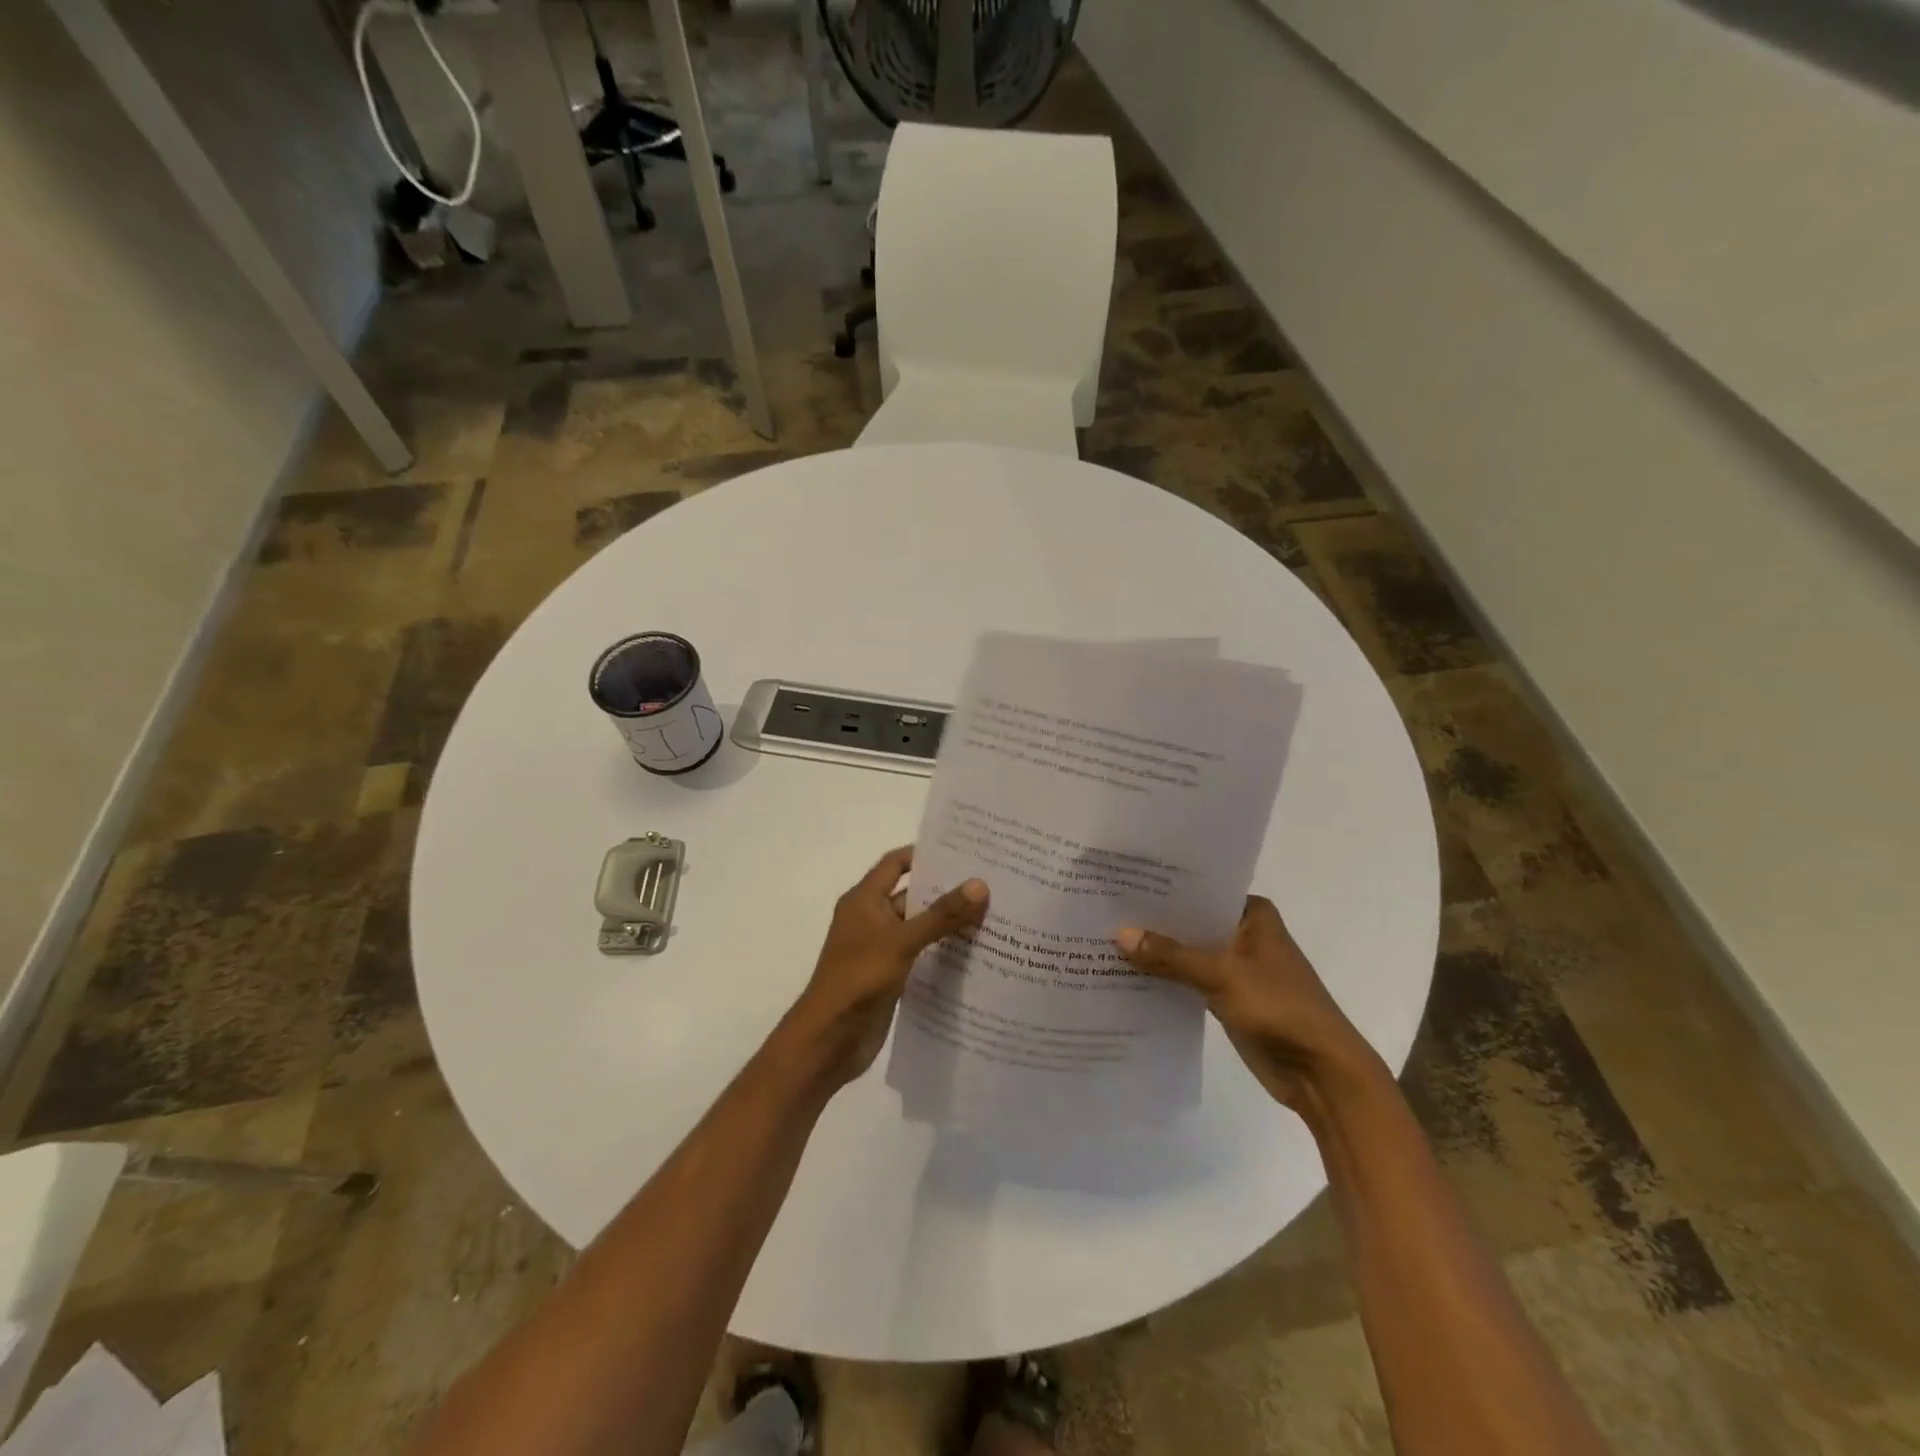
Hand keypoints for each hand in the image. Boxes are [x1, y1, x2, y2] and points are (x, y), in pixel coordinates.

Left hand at [787, 846, 988, 1088]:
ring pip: (920, 927)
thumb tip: (979, 884)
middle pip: (913, 895)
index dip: (924, 854)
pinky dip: (943, 952)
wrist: (829, 1040)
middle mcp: (872, 919)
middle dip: (947, 890)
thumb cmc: (858, 979)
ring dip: (949, 923)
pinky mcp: (891, 976)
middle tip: (991, 883)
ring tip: (993, 915)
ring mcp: (881, 949)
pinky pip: (921, 955)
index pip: (896, 864)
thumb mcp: (902, 941)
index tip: (963, 850)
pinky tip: (976, 953)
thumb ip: (941, 915)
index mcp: (864, 900)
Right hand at [1116, 897, 1377, 1114]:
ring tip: (1102, 939)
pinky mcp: (1227, 998)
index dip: (1161, 888)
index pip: (1198, 890)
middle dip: (1152, 922)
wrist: (1322, 1074)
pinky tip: (1125, 975)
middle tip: (1101, 910)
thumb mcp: (1222, 975)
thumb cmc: (1280, 1008)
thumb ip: (1170, 955)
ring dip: (1155, 953)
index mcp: (1252, 915)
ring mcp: (1235, 967)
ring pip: (1186, 953)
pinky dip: (1164, 979)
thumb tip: (1119, 933)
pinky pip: (1188, 980)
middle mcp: (1243, 934)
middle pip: (1189, 922)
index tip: (1119, 882)